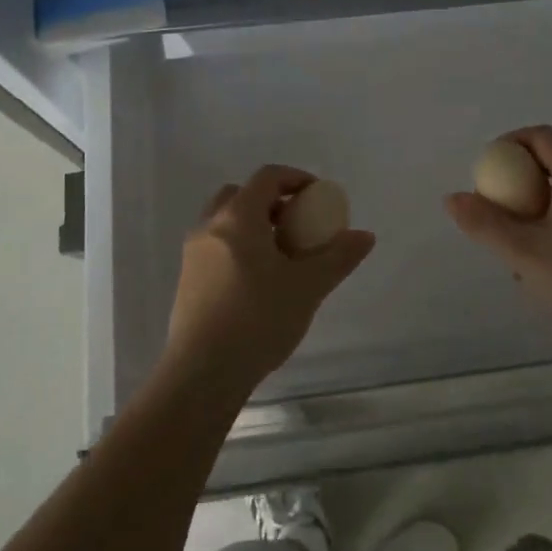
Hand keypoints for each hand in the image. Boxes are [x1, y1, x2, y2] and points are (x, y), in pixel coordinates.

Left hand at [163, 165, 375, 399]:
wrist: (202, 373)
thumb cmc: (258, 319)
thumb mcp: (308, 287)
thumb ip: (338, 257)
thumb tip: (364, 235)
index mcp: (238, 217)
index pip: (267, 177)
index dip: (295, 178)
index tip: (317, 196)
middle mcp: (210, 226)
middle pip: (240, 195)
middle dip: (270, 201)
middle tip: (296, 224)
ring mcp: (193, 254)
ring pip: (225, 223)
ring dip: (253, 226)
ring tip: (280, 256)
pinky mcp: (186, 281)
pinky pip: (215, 247)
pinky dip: (237, 248)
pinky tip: (257, 283)